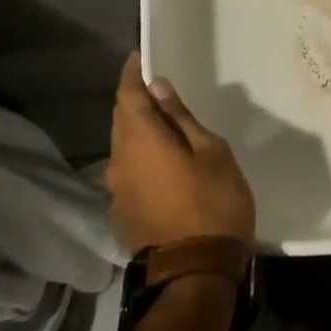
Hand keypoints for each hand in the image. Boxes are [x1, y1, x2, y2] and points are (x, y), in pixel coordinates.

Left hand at [106, 53, 255, 249]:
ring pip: (122, 148)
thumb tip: (158, 88)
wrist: (196, 272)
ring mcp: (117, 192)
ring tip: (163, 123)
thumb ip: (181, 119)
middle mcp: (119, 162)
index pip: (128, 97)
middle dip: (134, 101)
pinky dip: (140, 157)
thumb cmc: (213, 202)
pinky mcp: (122, 213)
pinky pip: (127, 172)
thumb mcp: (210, 151)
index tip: (139, 58)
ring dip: (137, 131)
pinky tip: (161, 161)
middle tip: (157, 89)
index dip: (132, 75)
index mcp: (141, 141)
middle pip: (121, 121)